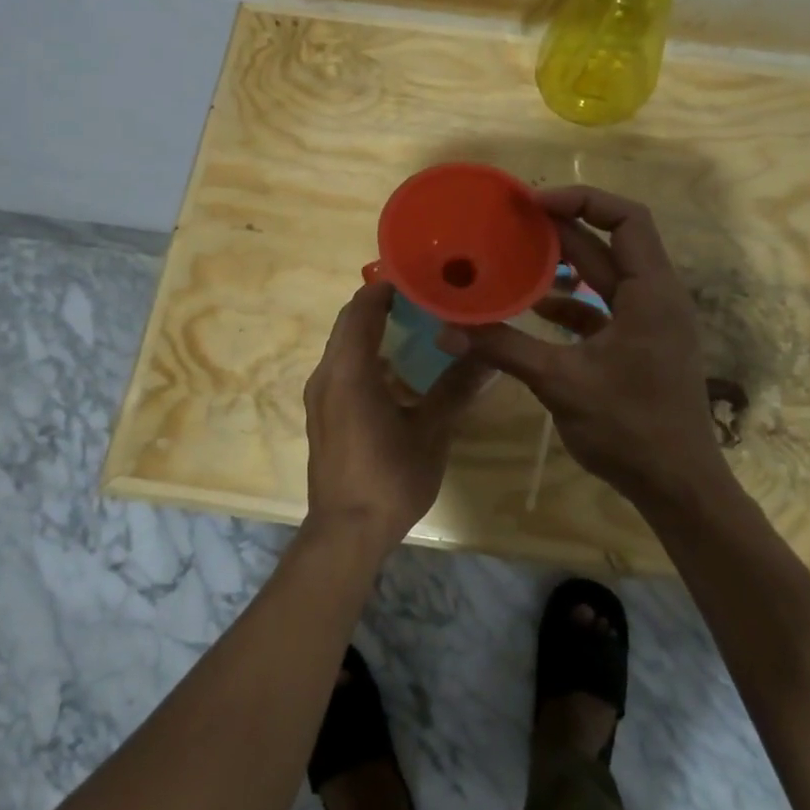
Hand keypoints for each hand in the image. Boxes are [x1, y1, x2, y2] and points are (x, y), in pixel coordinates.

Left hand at [302, 280, 491, 551]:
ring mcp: (319, 395)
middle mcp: (326, 374)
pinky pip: (341, 367)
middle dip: (382, 305)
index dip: (388, 286)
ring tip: (416, 328)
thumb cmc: (389, 478)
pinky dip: (365, 356)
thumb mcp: (431, 432)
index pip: (363, 308)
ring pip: (343, 345)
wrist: (346, 532)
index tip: (420, 277)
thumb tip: (489, 356)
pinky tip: (397, 372)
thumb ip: (457, 388)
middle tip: (425, 299)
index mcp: (350, 370)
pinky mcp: (321, 413)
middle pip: (350, 322)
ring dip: (373, 331)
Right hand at [439, 186, 722, 510]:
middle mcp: (655, 297)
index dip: (582, 200)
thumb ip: (505, 348)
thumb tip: (446, 329)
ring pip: (605, 276)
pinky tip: (535, 309)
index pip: (626, 219)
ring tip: (517, 257)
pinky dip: (570, 302)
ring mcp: (649, 323)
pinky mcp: (638, 346)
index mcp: (651, 292)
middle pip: (610, 243)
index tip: (533, 204)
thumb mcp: (561, 382)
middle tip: (513, 222)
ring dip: (565, 265)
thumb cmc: (630, 427)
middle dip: (563, 229)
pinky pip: (602, 308)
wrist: (677, 486)